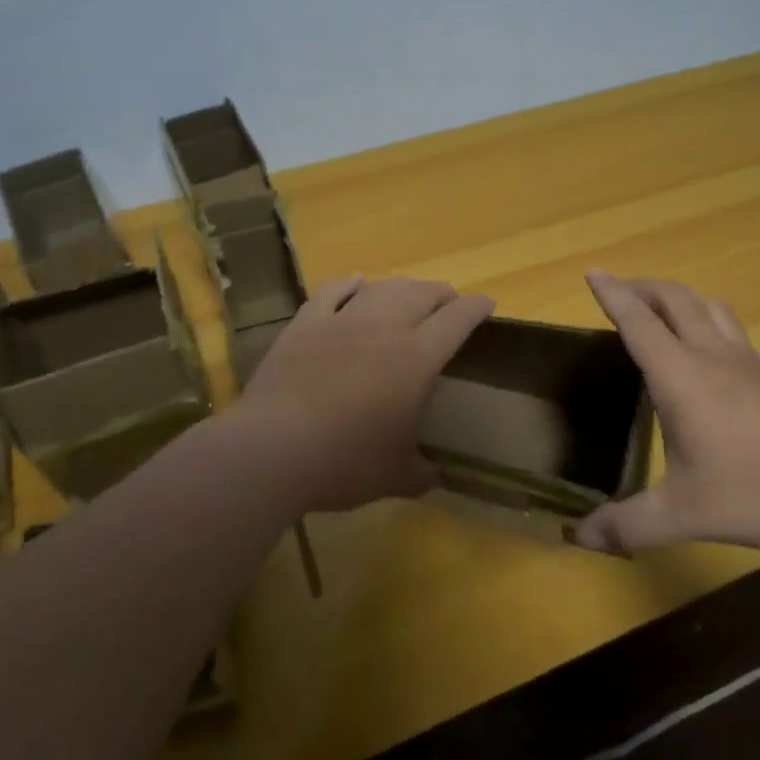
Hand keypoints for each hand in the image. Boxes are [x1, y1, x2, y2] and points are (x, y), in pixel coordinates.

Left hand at [232, 275, 494, 513]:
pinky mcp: (305, 324)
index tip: (486, 304)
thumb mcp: (393, 477)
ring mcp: (341, 320)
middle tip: (448, 302)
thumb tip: (433, 478)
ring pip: (381, 287)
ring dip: (402, 286)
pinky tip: (356, 281)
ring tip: (409, 292)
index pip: (457, 320)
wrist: (272, 449)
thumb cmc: (344, 463)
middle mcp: (384, 328)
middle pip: (422, 294)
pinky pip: (333, 291)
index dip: (476, 308)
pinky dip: (349, 283)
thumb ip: (419, 473)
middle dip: (442, 294)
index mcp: (416, 359)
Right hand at [573, 270, 759, 555]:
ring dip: (678, 298)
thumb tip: (581, 538)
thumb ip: (630, 525)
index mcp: (682, 376)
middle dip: (643, 286)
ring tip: (661, 310)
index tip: (592, 271)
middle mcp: (713, 357)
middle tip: (620, 289)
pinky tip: (708, 356)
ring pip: (709, 308)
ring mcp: (749, 365)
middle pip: (676, 299)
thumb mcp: (686, 514)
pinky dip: (706, 323)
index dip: (613, 294)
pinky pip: (731, 331)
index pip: (639, 322)